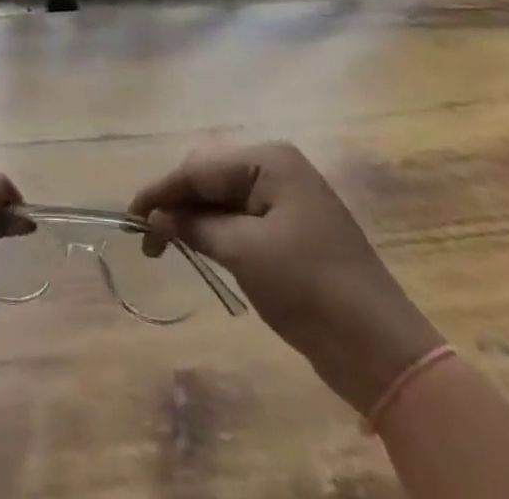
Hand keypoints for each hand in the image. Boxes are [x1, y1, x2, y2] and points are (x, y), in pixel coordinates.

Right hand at [129, 141, 441, 413]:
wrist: (380, 348)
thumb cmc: (308, 288)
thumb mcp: (244, 252)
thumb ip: (195, 227)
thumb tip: (154, 217)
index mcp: (269, 160)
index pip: (200, 168)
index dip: (161, 190)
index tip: (127, 214)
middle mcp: (279, 168)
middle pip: (212, 178)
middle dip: (177, 203)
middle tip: (146, 238)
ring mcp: (290, 199)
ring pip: (226, 200)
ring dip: (195, 220)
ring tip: (164, 245)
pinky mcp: (295, 230)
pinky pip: (244, 219)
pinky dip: (218, 232)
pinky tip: (200, 247)